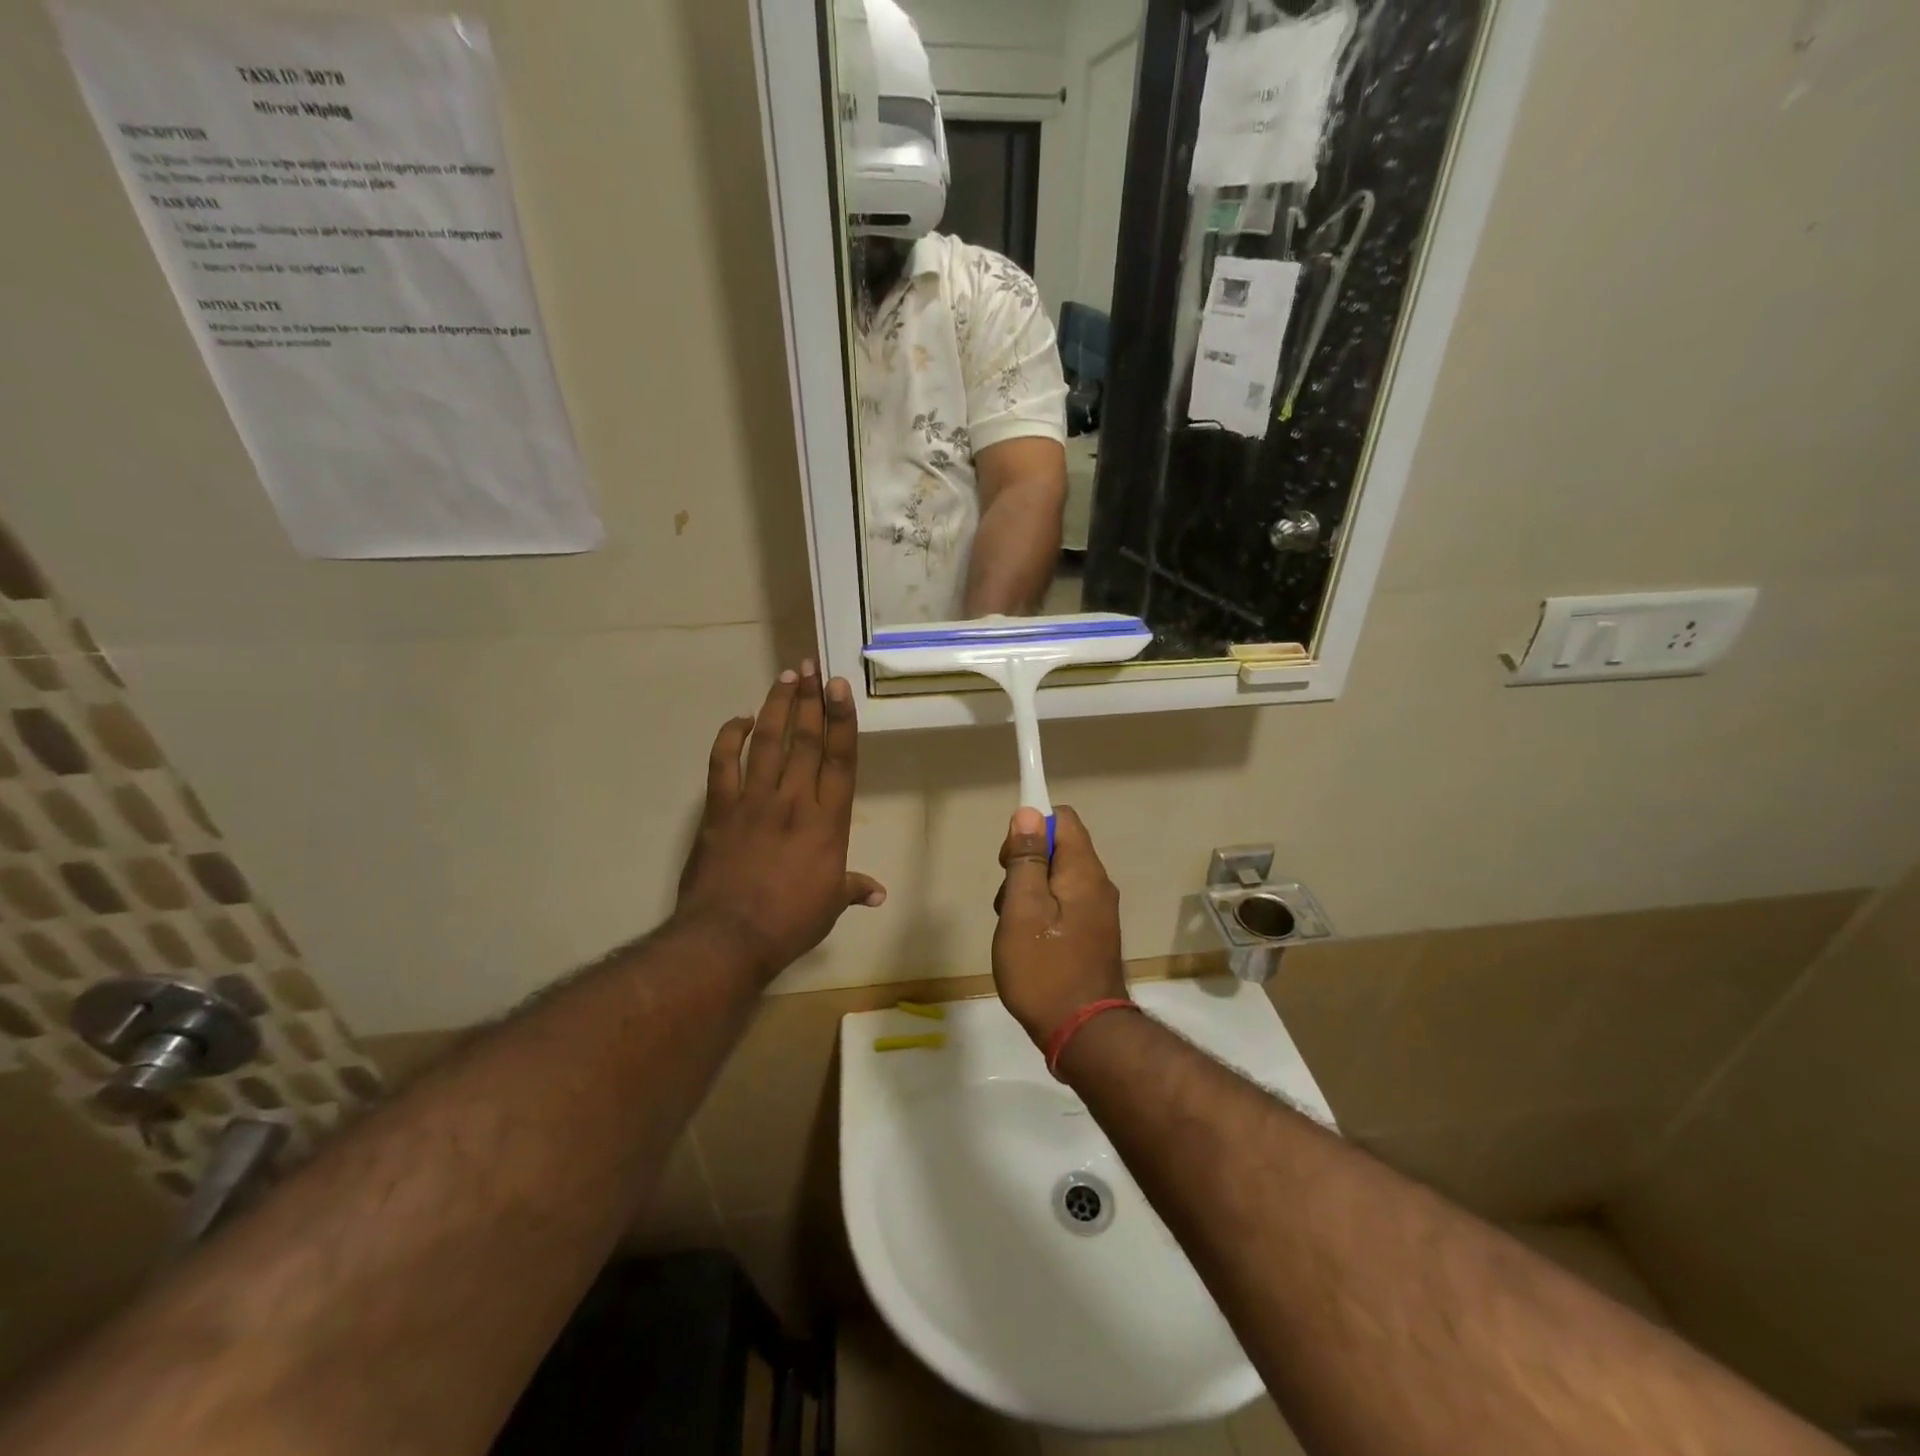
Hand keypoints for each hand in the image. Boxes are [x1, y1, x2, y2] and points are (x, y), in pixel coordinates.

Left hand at [675, 663, 884, 980]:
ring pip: (767, 742)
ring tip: (785, 676)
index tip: (838, 686)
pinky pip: (723, 763)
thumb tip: (878, 893)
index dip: (841, 720)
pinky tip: (738, 719)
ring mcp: (753, 800)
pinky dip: (729, 737)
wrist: (729, 937)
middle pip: (805, 740)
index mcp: (828, 821)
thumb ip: (853, 888)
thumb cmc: (789, 922)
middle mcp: (794, 800)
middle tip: (811, 667)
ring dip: (776, 706)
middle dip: (810, 700)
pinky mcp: (719, 809)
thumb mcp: (829, 905)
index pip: (840, 760)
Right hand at [992, 805, 1127, 1047]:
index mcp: (1083, 872)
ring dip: (1030, 892)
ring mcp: (1098, 912)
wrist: (1084, 1034)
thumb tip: (1028, 813)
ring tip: (1014, 927)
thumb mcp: (1023, 910)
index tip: (1009, 857)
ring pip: (1058, 879)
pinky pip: (1064, 905)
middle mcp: (1097, 885)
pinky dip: (1042, 912)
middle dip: (1026, 863)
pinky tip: (1027, 942)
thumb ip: (1026, 860)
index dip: (1031, 825)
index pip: (1062, 818)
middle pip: (1059, 848)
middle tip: (1006, 899)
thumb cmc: (1044, 969)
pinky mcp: (1093, 934)